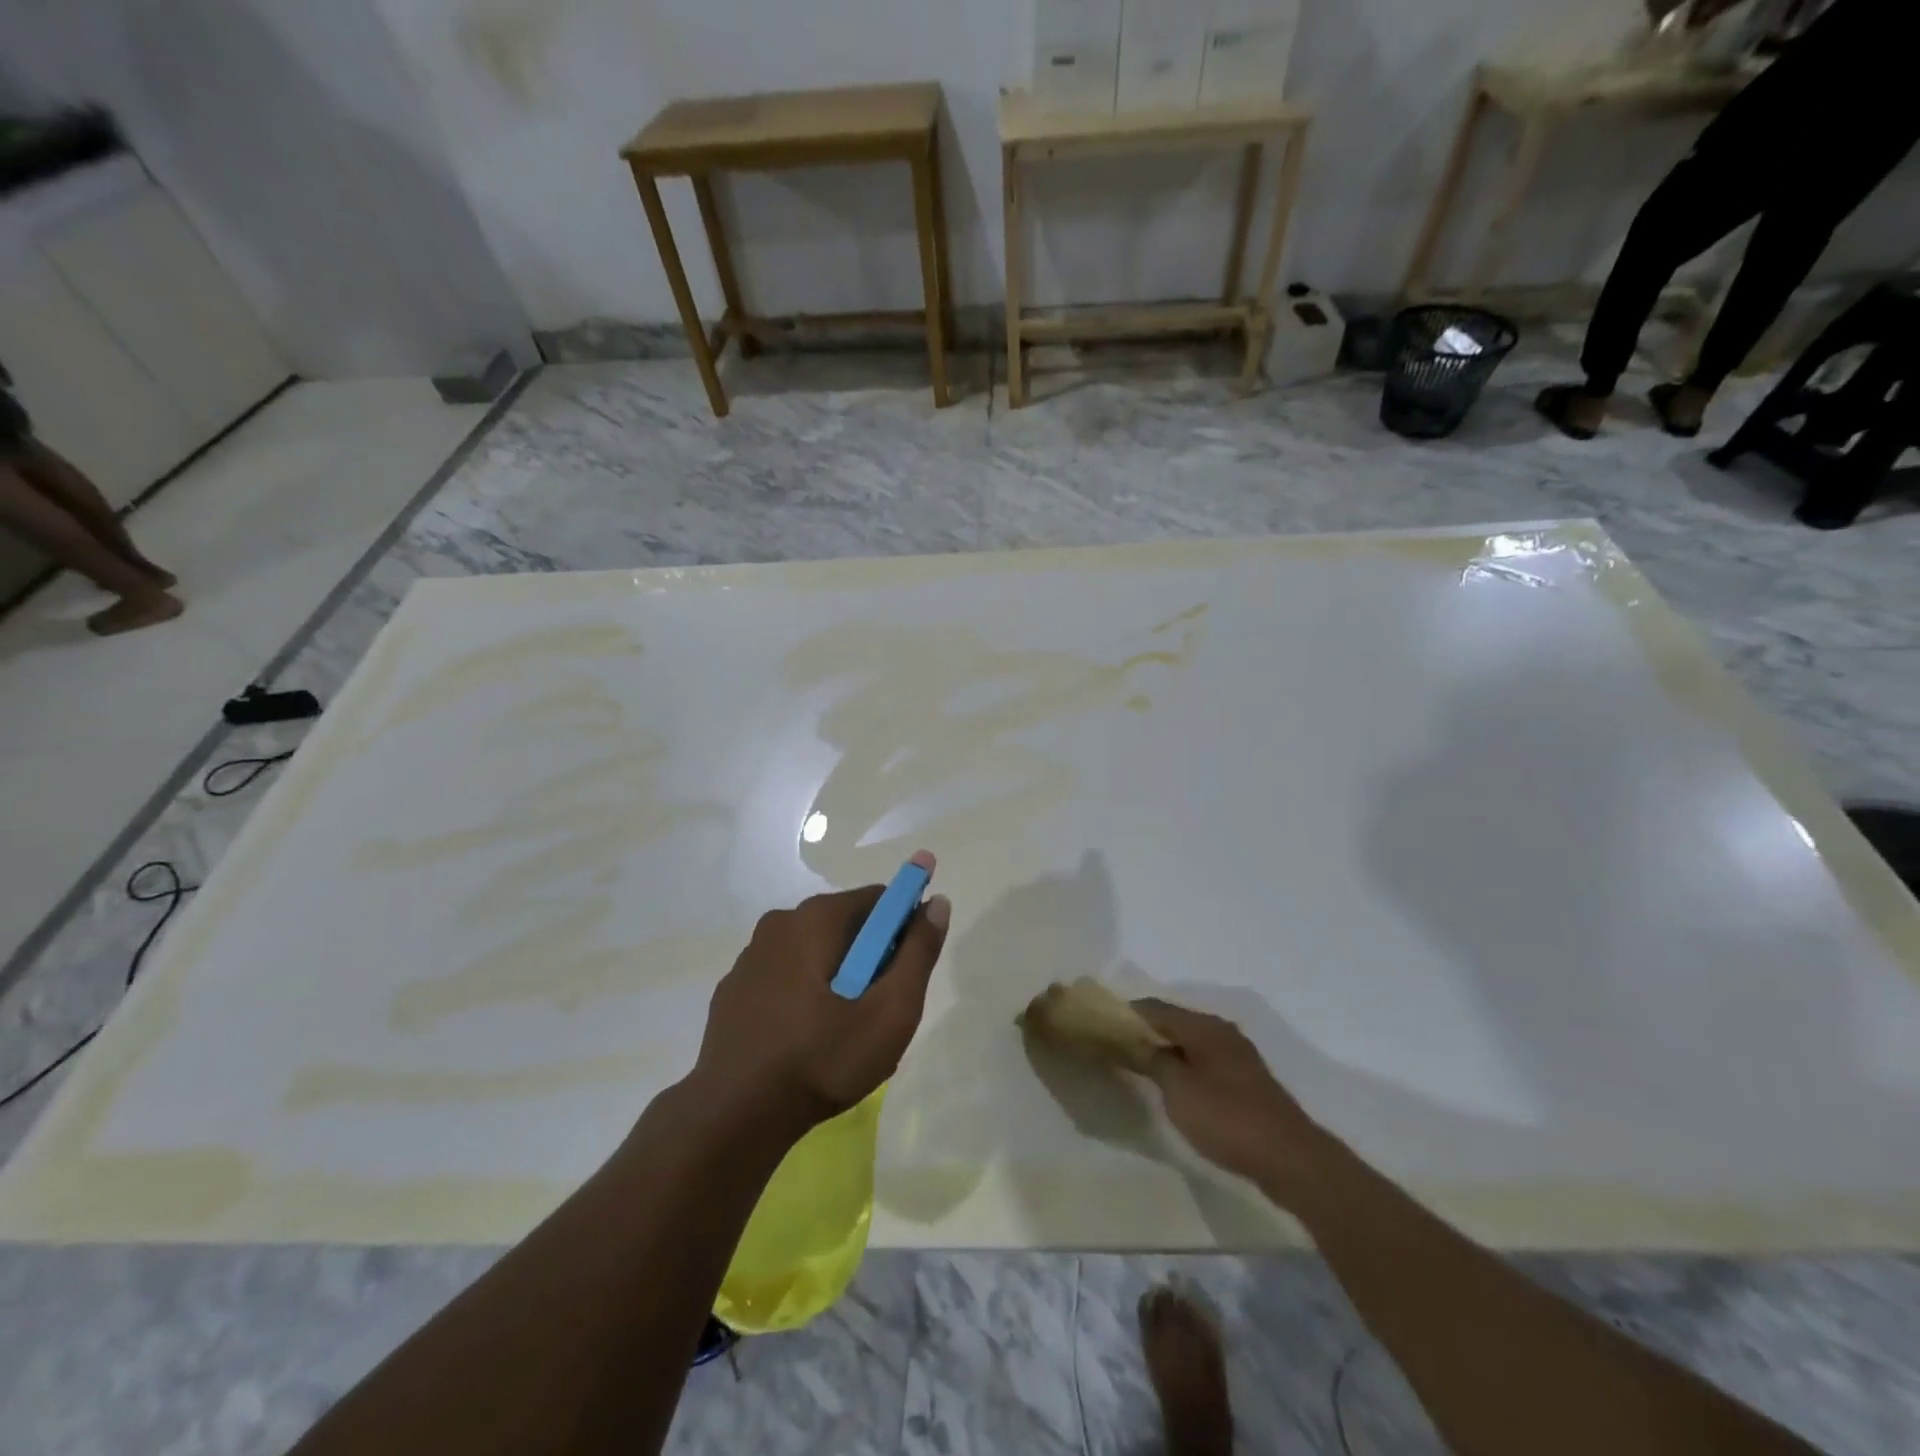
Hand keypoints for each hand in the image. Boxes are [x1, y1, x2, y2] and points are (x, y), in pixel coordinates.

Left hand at [691, 851, 950, 1136]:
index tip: (905, 974)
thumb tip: (937, 903)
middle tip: (877, 1011)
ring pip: (814, 951)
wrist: (735, 1117)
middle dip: (871, 957)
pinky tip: (805, 1038)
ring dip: (837, 976)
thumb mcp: (890, 1011)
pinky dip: (804, 993)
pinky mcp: (734, 989)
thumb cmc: (822, 1059)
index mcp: (816, 918)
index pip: (879, 899)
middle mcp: (780, 923)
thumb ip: (919, 953)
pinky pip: (785, 975)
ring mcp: (751, 956)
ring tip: (843, 1032)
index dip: (903, 930)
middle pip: (847, 924)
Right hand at [1131, 999, 1329, 1195]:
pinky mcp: (1246, 1081)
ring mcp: (1237, 1056)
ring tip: (1139, 1064)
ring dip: (1166, 1049)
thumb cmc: (1227, 1118)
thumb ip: (1154, 1060)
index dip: (1127, 1013)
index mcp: (1203, 1026)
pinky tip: (1174, 1084)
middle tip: (1117, 1045)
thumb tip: (1138, 1042)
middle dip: (1146, 1031)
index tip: (1102, 1023)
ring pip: (1191, 1042)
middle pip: (1175, 1022)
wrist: (1289, 1158)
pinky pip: (1205, 1061)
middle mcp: (1221, 1032)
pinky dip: (1184, 1064)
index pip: (1155, 1008)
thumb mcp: (1178, 1090)